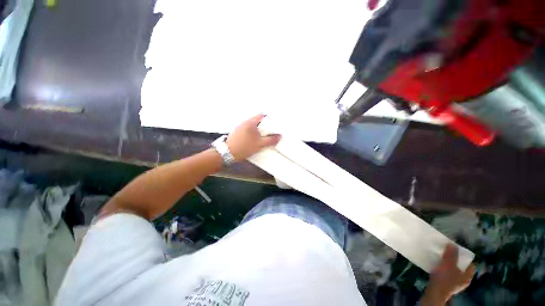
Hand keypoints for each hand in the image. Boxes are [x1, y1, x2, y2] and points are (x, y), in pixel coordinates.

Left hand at [226, 114, 280, 161]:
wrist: (227, 153)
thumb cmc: (244, 147)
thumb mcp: (260, 144)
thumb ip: (270, 140)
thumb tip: (279, 136)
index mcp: (250, 122)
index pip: (262, 116)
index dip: (269, 120)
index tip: (273, 127)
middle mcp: (244, 122)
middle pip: (257, 121)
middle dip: (264, 127)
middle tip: (269, 134)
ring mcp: (239, 127)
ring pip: (252, 126)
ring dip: (258, 131)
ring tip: (262, 138)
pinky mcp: (236, 132)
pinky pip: (247, 130)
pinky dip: (252, 134)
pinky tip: (253, 141)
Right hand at [422, 244, 475, 304]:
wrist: (435, 292)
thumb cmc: (444, 278)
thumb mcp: (448, 264)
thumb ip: (451, 254)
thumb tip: (453, 244)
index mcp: (467, 276)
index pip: (470, 264)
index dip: (464, 257)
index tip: (456, 250)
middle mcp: (464, 280)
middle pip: (461, 267)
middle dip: (455, 260)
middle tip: (447, 253)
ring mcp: (455, 284)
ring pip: (454, 271)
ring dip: (449, 265)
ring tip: (441, 259)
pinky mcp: (447, 286)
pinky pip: (448, 275)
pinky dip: (444, 270)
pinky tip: (438, 268)